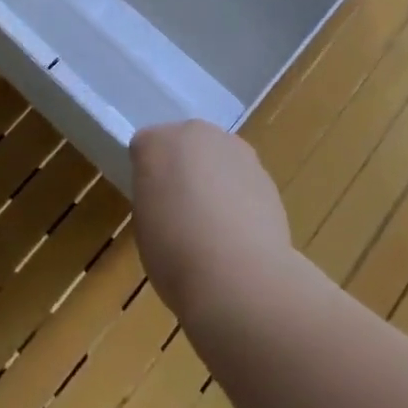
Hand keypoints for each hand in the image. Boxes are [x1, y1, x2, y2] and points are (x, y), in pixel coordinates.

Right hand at [130, 121, 294, 316]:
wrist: (238, 274)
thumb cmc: (175, 252)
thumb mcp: (145, 224)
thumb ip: (154, 194)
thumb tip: (170, 192)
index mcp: (158, 143)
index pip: (145, 147)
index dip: (147, 176)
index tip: (151, 203)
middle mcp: (196, 133)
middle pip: (184, 144)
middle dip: (182, 168)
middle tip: (180, 209)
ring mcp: (235, 148)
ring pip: (215, 157)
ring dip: (212, 178)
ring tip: (213, 225)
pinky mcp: (263, 170)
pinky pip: (240, 177)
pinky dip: (237, 195)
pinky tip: (238, 231)